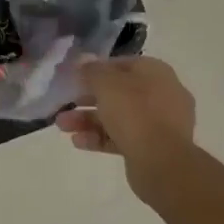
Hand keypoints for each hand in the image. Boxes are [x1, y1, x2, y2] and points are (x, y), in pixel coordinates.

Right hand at [55, 55, 196, 203]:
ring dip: (88, 120)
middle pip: (118, 92)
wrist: (162, 163)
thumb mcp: (107, 84)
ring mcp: (159, 123)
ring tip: (62, 126)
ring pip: (118, 117)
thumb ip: (92, 70)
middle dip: (87, 99)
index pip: (122, 64)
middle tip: (64, 104)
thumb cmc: (135, 113)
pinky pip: (123, 138)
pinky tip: (77, 142)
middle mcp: (161, 94)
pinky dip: (100, 138)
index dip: (96, 69)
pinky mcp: (152, 148)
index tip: (74, 77)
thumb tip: (82, 60)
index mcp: (156, 72)